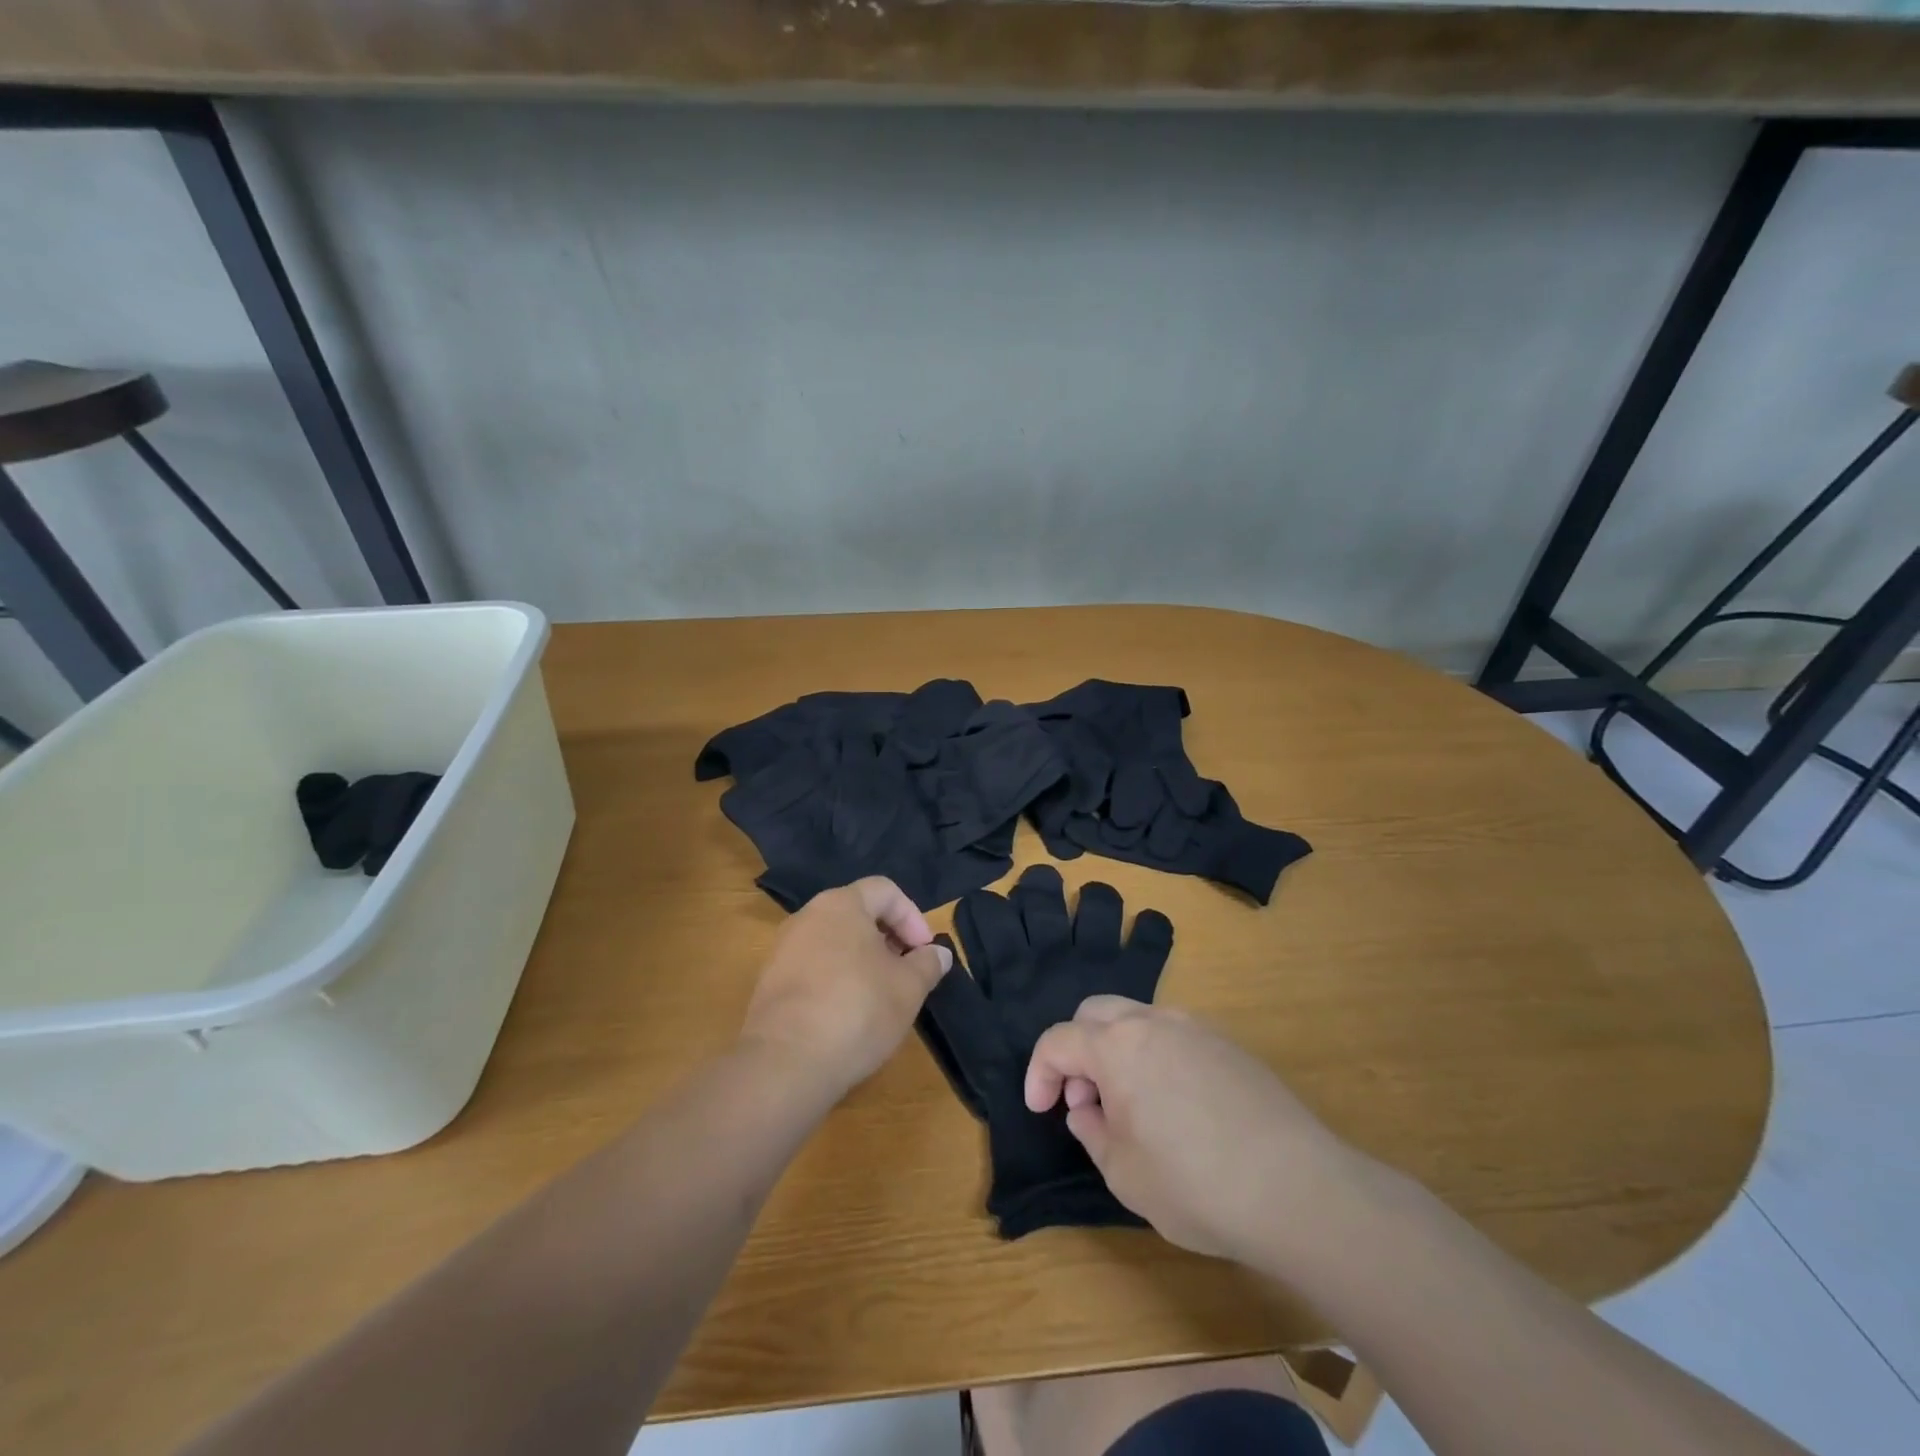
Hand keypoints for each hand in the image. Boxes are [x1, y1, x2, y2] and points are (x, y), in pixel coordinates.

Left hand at [740, 877, 952, 1102]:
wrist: (784, 1063)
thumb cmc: (857, 1010)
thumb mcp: (908, 988)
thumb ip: (928, 964)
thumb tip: (938, 953)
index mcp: (841, 904)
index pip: (885, 890)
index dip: (912, 917)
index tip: (925, 952)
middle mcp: (807, 916)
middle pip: (858, 914)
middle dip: (888, 939)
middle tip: (907, 972)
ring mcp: (783, 949)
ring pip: (834, 942)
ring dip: (863, 961)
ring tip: (880, 997)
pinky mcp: (770, 983)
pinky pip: (813, 967)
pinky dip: (837, 980)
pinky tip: (848, 1015)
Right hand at [1025, 996, 1366, 1263]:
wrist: (1297, 1189)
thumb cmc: (1195, 1185)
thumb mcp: (1124, 1174)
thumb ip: (1092, 1133)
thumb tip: (1088, 1109)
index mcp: (1117, 1046)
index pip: (1058, 1040)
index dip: (1039, 1072)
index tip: (1041, 1108)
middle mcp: (1153, 1021)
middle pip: (1094, 1013)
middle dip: (1077, 1050)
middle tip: (1085, 1100)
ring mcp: (1196, 1028)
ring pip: (1136, 1017)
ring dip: (1116, 1050)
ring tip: (1130, 1105)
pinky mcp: (1229, 1045)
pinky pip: (1174, 1035)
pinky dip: (1154, 1056)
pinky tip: (1175, 1105)